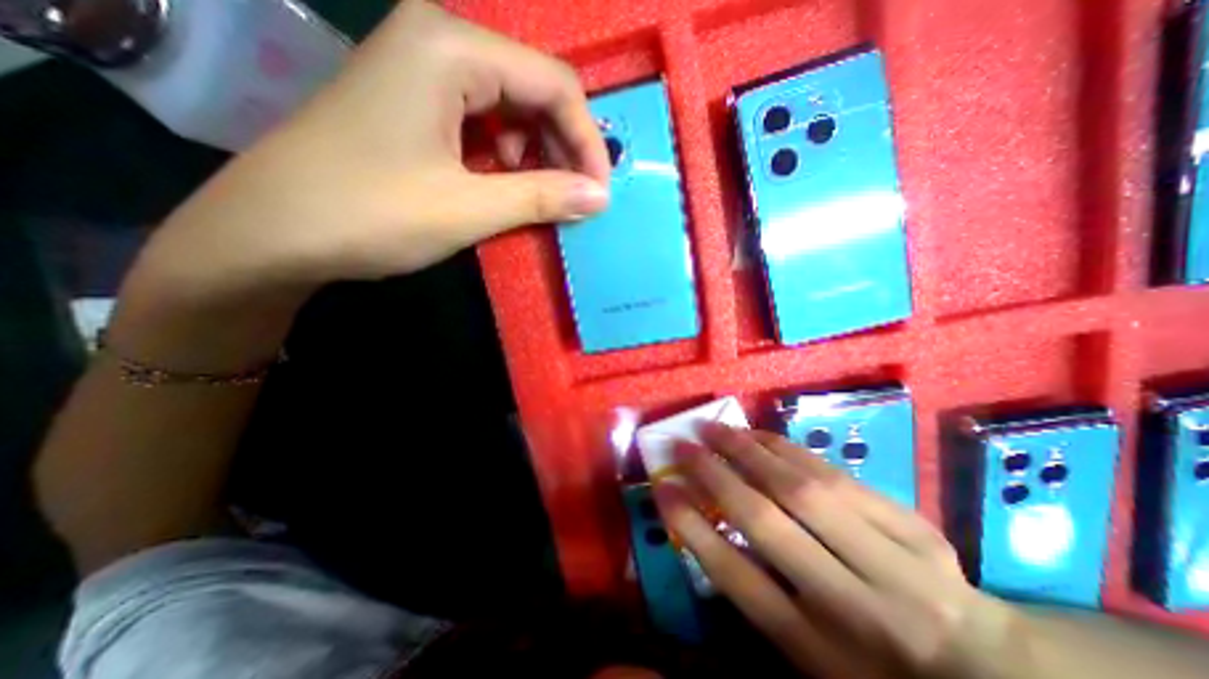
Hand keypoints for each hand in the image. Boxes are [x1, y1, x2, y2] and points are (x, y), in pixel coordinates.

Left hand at [140, 0, 608, 294]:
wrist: (273, 233)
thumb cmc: (370, 214)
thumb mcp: (469, 208)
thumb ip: (542, 197)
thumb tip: (600, 197)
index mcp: (452, 48)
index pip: (554, 84)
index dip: (587, 141)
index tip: (599, 193)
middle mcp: (440, 42)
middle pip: (535, 90)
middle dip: (564, 148)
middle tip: (576, 199)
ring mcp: (424, 70)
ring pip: (513, 108)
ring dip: (537, 155)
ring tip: (540, 197)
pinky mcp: (417, 102)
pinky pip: (485, 122)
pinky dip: (507, 157)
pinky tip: (504, 186)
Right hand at [658, 425, 1023, 678]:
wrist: (987, 670)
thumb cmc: (873, 665)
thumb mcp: (807, 653)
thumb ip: (758, 592)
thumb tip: (708, 523)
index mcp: (818, 650)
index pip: (735, 576)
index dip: (690, 525)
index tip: (661, 487)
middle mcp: (852, 605)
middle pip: (766, 523)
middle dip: (714, 476)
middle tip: (682, 446)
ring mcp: (892, 562)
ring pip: (802, 489)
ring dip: (747, 451)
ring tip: (714, 429)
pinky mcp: (913, 526)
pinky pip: (834, 475)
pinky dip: (787, 449)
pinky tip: (759, 435)